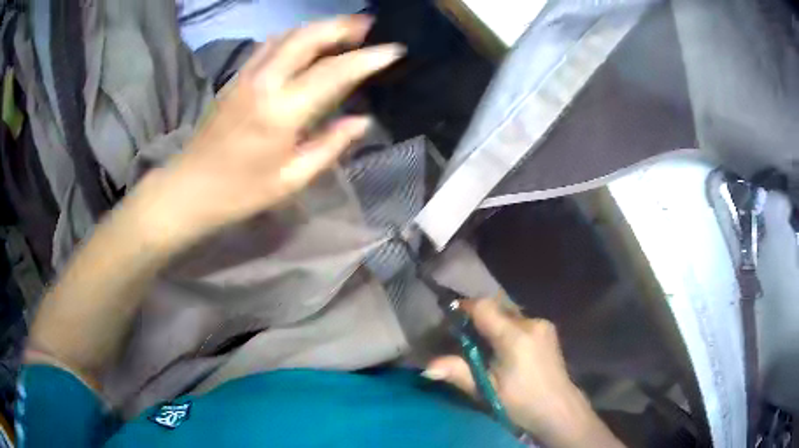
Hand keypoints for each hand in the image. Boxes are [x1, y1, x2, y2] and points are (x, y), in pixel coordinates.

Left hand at [129, 15, 403, 249]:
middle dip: (342, 26)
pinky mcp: (235, 77)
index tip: (394, 50)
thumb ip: (330, 145)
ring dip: (319, 27)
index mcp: (281, 111)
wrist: (190, 189)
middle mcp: (264, 82)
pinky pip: (270, 44)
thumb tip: (362, 121)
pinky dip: (295, 36)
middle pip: (307, 37)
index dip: (368, 58)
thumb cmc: (241, 192)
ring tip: (343, 30)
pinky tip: (306, 43)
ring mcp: (246, 75)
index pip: (334, 72)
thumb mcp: (292, 179)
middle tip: (369, 26)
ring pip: (287, 35)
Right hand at [425, 299, 623, 447]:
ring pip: (510, 312)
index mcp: (515, 336)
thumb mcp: (487, 390)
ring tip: (484, 343)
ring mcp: (543, 324)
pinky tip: (505, 347)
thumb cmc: (520, 402)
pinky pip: (521, 320)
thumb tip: (427, 367)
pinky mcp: (549, 330)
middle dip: (479, 315)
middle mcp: (531, 322)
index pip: (484, 307)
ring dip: (494, 321)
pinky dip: (507, 326)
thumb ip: (458, 373)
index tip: (450, 315)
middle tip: (464, 334)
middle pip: (498, 306)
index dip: (465, 307)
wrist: (558, 408)